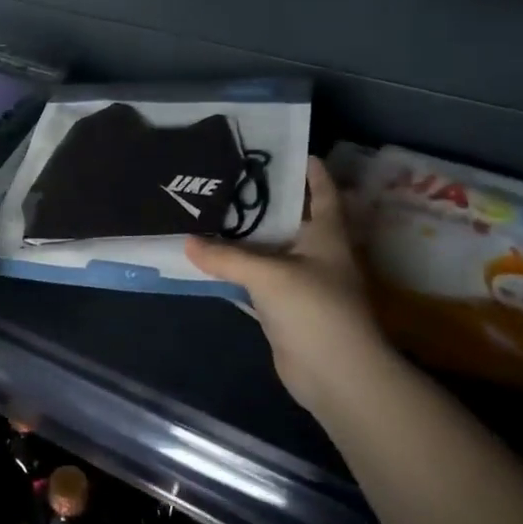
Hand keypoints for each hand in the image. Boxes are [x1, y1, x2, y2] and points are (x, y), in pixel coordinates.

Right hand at [186, 157, 387, 417]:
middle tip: (226, 177)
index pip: (321, 191)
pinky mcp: (283, 306)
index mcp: (326, 234)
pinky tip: (209, 258)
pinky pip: (255, 278)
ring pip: (268, 249)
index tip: (283, 149)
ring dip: (244, 236)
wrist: (335, 373)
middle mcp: (315, 252)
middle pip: (288, 218)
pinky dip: (235, 269)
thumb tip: (187, 241)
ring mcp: (300, 281)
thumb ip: (226, 256)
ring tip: (209, 210)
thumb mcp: (268, 275)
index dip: (308, 169)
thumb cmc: (315, 309)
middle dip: (262, 200)